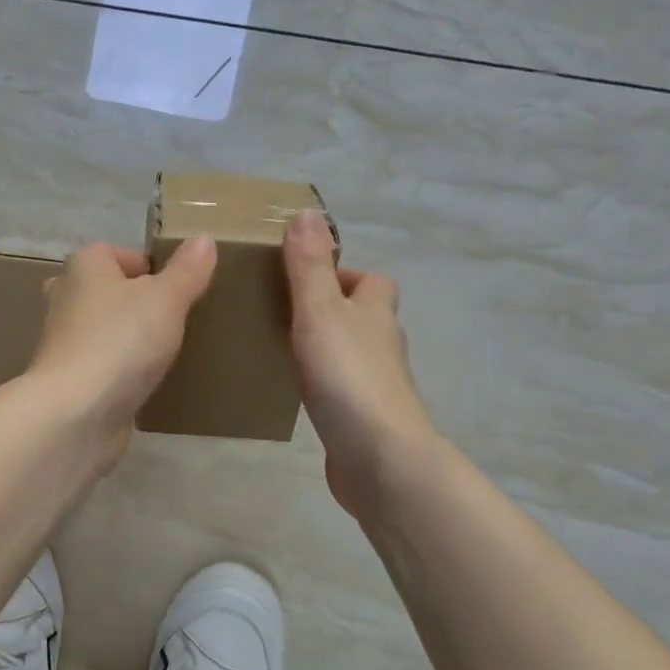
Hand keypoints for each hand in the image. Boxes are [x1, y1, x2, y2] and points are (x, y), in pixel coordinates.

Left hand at [26, 238, 217, 463]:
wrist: (76, 413)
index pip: (117, 253)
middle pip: (108, 290)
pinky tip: (145, 383)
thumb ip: (187, 270)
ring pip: (103, 329)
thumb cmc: (121, 341)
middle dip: (137, 302)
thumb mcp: (166, 299)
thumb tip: (204, 239)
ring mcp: (64, 341)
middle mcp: (66, 297)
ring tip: (166, 351)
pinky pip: (101, 364)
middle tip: (173, 320)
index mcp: (84, 266)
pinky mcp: (69, 379)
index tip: (179, 290)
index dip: (149, 267)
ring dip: (128, 338)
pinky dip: (120, 370)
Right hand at [283, 209, 433, 513]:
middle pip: (364, 317)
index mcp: (376, 313)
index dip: (346, 275)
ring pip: (354, 354)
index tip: (305, 279)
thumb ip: (309, 266)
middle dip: (333, 311)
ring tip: (284, 349)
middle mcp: (384, 345)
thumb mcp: (320, 311)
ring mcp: (379, 384)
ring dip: (328, 348)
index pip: (374, 281)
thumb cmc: (347, 375)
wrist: (378, 456)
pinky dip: (326, 384)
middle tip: (286, 314)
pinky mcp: (367, 418)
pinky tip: (300, 393)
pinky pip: (345, 389)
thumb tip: (307, 213)